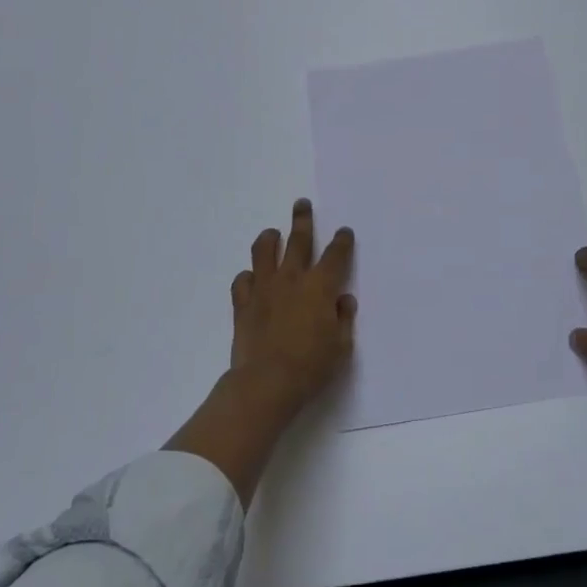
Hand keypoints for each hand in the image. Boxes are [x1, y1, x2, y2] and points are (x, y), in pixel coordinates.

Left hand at [229, 198, 356, 407]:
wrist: (266, 383)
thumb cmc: (311, 366)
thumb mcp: (341, 346)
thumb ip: (344, 318)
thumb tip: (343, 299)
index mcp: (321, 286)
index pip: (336, 255)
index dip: (342, 241)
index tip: (344, 232)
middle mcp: (292, 278)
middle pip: (298, 239)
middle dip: (302, 219)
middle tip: (302, 204)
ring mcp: (264, 288)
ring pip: (264, 250)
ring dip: (270, 238)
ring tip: (273, 233)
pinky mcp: (243, 303)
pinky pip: (242, 280)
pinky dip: (248, 276)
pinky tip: (252, 278)